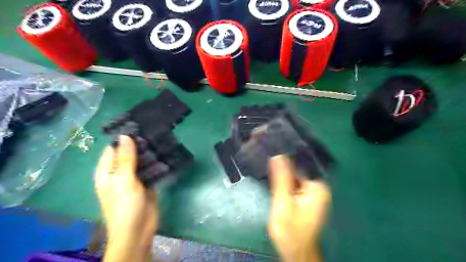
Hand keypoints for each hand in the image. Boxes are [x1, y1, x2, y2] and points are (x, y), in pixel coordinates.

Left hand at [95, 136, 157, 261]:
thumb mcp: (124, 180)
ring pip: (142, 161)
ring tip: (162, 137)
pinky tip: (166, 152)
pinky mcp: (147, 183)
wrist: (139, 229)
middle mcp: (120, 172)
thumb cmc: (125, 206)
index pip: (113, 149)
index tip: (138, 125)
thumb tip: (125, 136)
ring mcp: (135, 178)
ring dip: (150, 152)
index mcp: (108, 171)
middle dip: (140, 143)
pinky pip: (151, 169)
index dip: (124, 138)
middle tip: (154, 129)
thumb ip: (126, 158)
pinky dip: (157, 162)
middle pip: (129, 153)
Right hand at [266, 155, 330, 261]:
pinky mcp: (304, 196)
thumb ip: (281, 179)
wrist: (295, 252)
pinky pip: (294, 181)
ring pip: (296, 174)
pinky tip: (274, 168)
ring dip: (283, 167)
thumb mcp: (283, 203)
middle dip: (284, 159)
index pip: (302, 162)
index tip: (274, 142)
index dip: (287, 152)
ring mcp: (311, 192)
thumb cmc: (290, 230)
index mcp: (317, 187)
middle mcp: (318, 186)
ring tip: (269, 153)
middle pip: (299, 167)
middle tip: (268, 146)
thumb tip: (278, 155)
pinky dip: (285, 176)